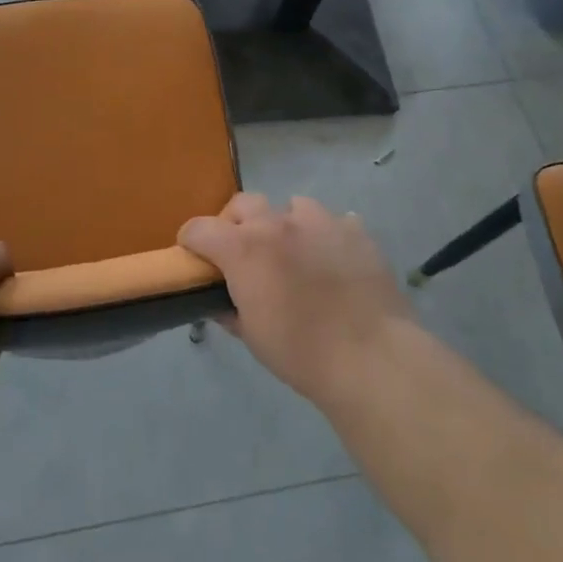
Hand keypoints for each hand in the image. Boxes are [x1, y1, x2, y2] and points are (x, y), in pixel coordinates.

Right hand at [179, 193, 414, 404]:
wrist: (371, 358)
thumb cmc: (300, 353)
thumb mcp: (252, 336)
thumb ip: (229, 310)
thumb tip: (220, 301)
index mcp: (244, 249)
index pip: (200, 228)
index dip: (191, 240)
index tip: (193, 254)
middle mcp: (278, 224)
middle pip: (243, 203)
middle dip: (236, 222)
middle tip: (244, 252)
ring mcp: (320, 222)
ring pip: (293, 205)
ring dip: (286, 224)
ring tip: (296, 253)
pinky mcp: (356, 232)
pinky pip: (336, 222)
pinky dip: (328, 237)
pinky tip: (335, 261)